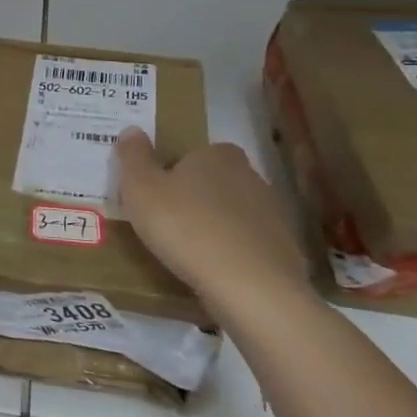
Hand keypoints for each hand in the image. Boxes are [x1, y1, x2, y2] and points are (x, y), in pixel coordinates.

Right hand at [114, 129, 309, 310]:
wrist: (250, 287)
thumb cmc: (185, 227)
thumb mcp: (141, 189)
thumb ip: (133, 156)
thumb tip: (131, 129)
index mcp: (217, 155)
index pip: (191, 155)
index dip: (171, 173)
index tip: (155, 196)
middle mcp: (250, 175)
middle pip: (213, 183)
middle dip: (193, 198)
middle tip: (166, 224)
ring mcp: (273, 213)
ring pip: (232, 214)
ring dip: (214, 226)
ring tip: (189, 253)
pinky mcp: (284, 249)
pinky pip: (249, 244)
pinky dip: (233, 253)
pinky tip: (215, 272)